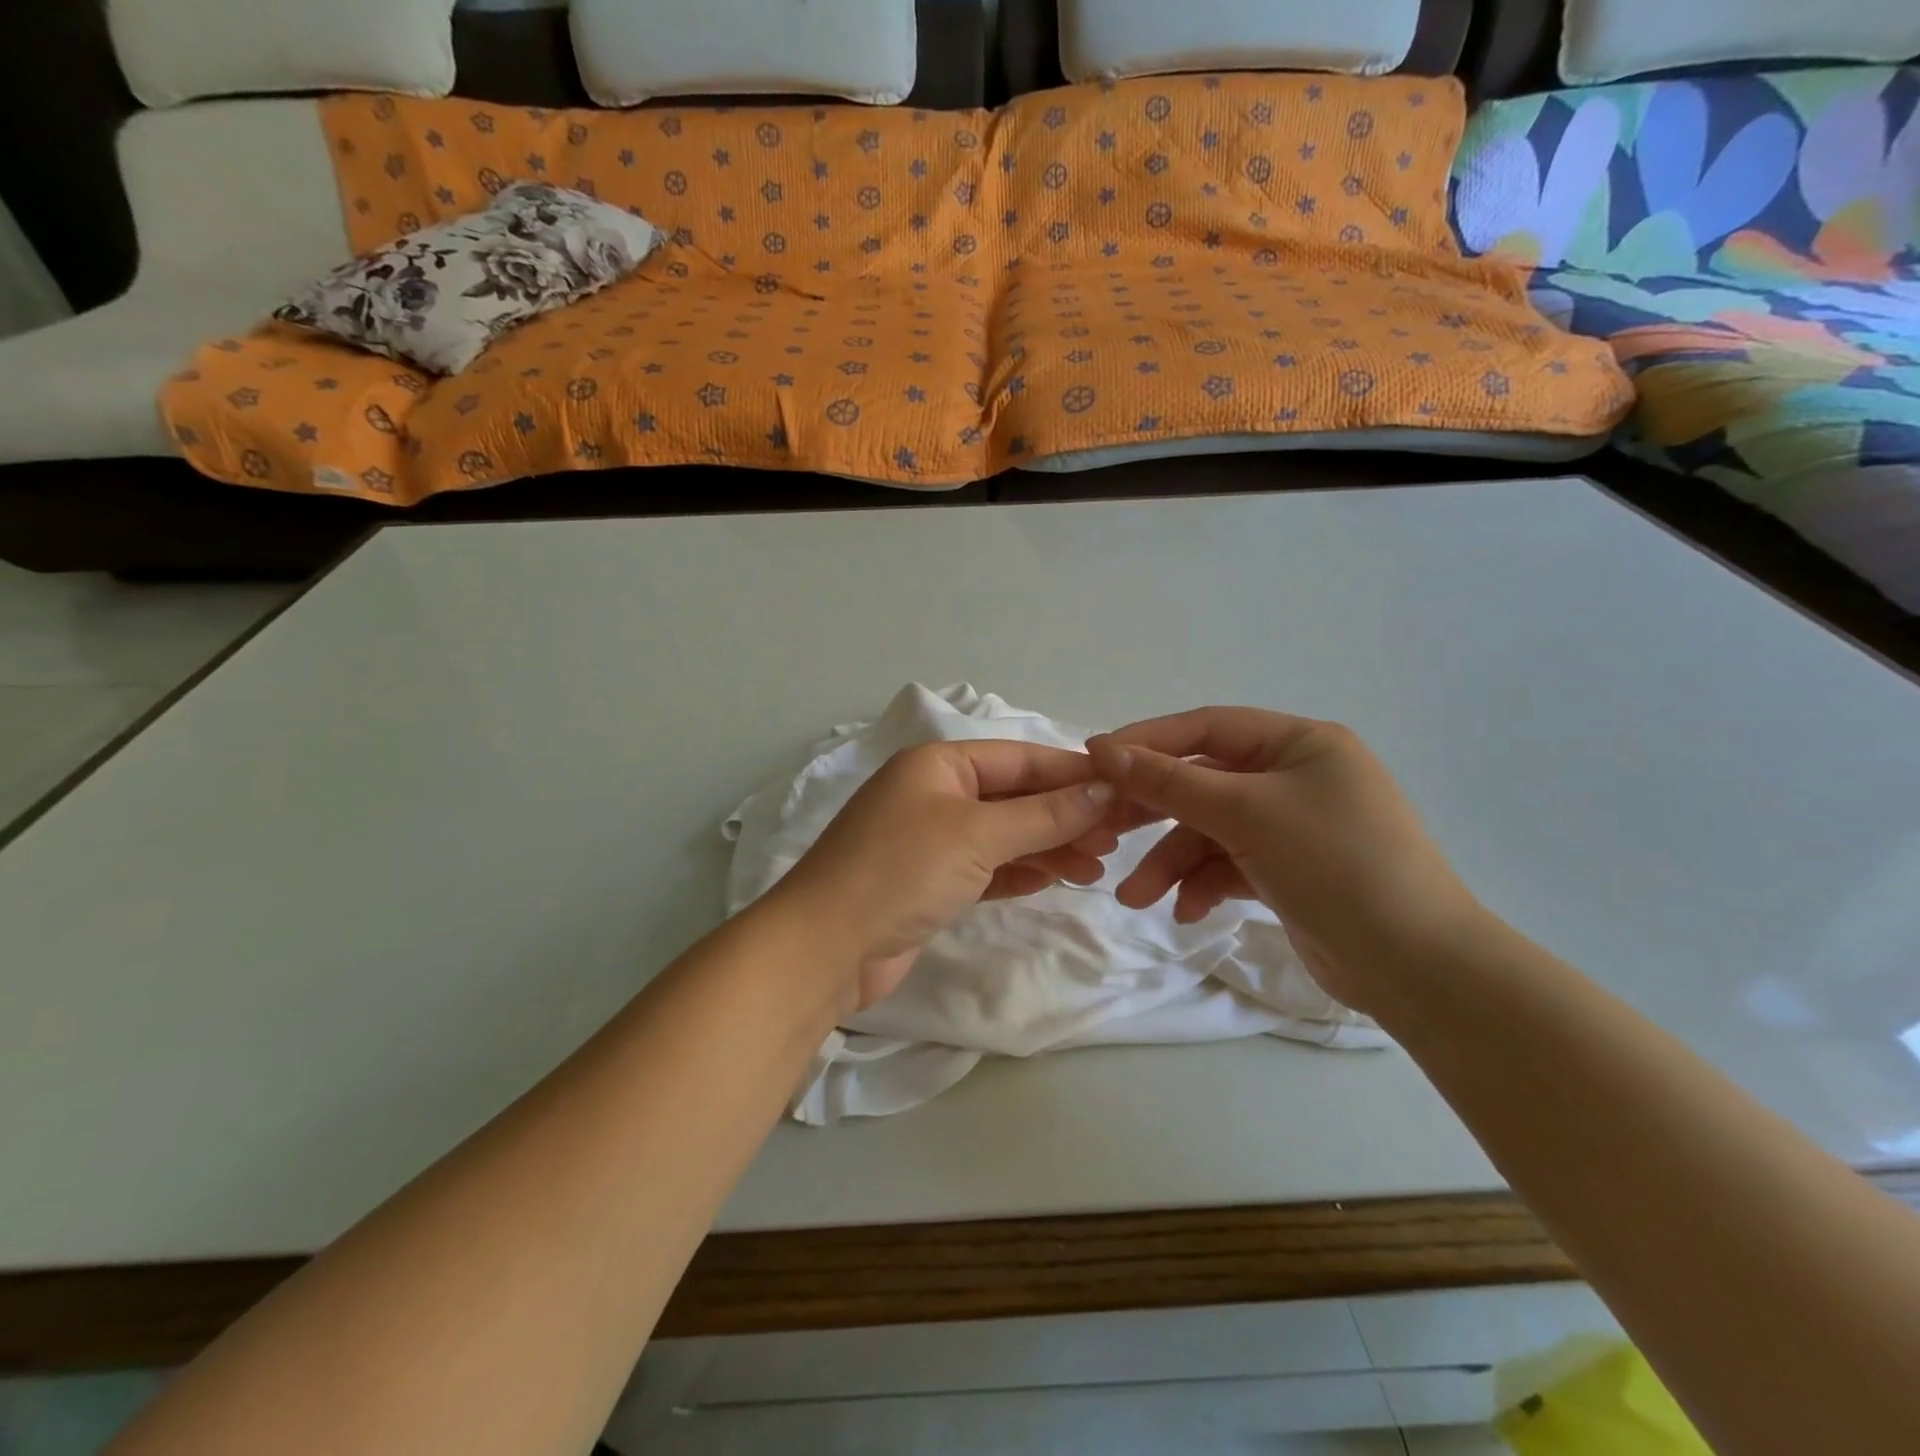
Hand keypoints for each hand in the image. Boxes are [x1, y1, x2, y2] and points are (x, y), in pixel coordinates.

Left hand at [769, 740, 1114, 1011]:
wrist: (825, 947)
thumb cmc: (901, 871)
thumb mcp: (977, 834)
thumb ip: (1044, 814)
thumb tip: (1103, 790)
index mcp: (938, 765)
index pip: (1019, 759)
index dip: (1070, 774)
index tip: (1121, 790)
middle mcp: (933, 795)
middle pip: (1014, 797)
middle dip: (1064, 815)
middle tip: (1114, 839)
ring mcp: (929, 841)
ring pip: (1003, 835)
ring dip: (1047, 847)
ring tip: (1095, 867)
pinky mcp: (928, 884)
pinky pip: (986, 868)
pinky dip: (1018, 872)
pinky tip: (1051, 880)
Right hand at [1083, 709, 1483, 1015]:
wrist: (1417, 968)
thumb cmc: (1336, 865)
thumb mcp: (1246, 814)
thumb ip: (1171, 782)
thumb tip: (1104, 750)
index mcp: (1300, 743)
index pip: (1207, 728)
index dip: (1148, 741)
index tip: (1094, 758)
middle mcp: (1296, 777)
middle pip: (1203, 782)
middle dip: (1153, 812)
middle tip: (1102, 831)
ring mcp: (1293, 826)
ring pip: (1211, 831)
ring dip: (1172, 862)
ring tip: (1135, 899)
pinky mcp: (1289, 871)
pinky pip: (1230, 864)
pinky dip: (1204, 885)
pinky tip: (1187, 912)